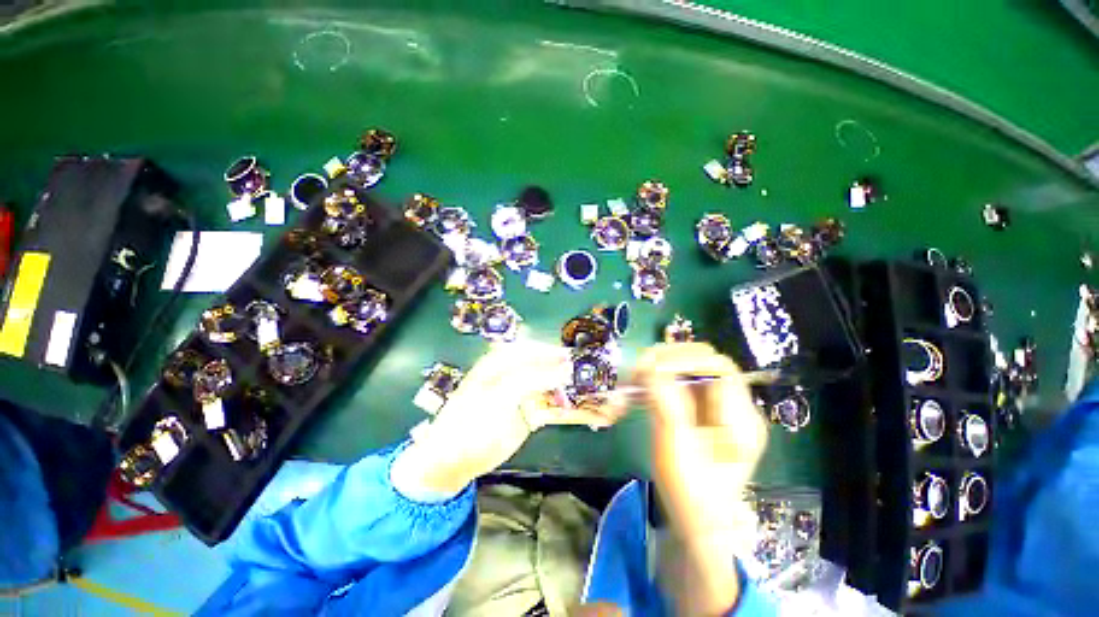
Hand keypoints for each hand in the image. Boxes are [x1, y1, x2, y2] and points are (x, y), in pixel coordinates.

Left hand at [394, 341, 621, 494]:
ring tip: (614, 402)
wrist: (451, 461)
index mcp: (507, 359)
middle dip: (583, 377)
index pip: (542, 350)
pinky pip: (559, 410)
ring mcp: (529, 394)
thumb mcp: (499, 395)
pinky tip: (600, 416)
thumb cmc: (470, 421)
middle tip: (611, 383)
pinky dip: (578, 414)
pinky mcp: (535, 414)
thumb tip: (567, 368)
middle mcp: (521, 372)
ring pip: (562, 391)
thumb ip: (533, 378)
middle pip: (557, 370)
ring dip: (585, 397)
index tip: (591, 360)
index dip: (566, 354)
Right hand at [634, 343, 768, 614]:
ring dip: (656, 370)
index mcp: (739, 419)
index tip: (648, 368)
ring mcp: (717, 406)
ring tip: (631, 383)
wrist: (697, 519)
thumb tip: (649, 365)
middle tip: (635, 372)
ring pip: (686, 368)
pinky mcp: (699, 409)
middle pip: (702, 360)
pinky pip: (677, 382)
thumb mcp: (675, 449)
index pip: (717, 366)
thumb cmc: (689, 492)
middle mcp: (733, 406)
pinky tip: (637, 393)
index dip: (681, 359)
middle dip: (666, 360)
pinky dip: (655, 382)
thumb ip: (665, 402)